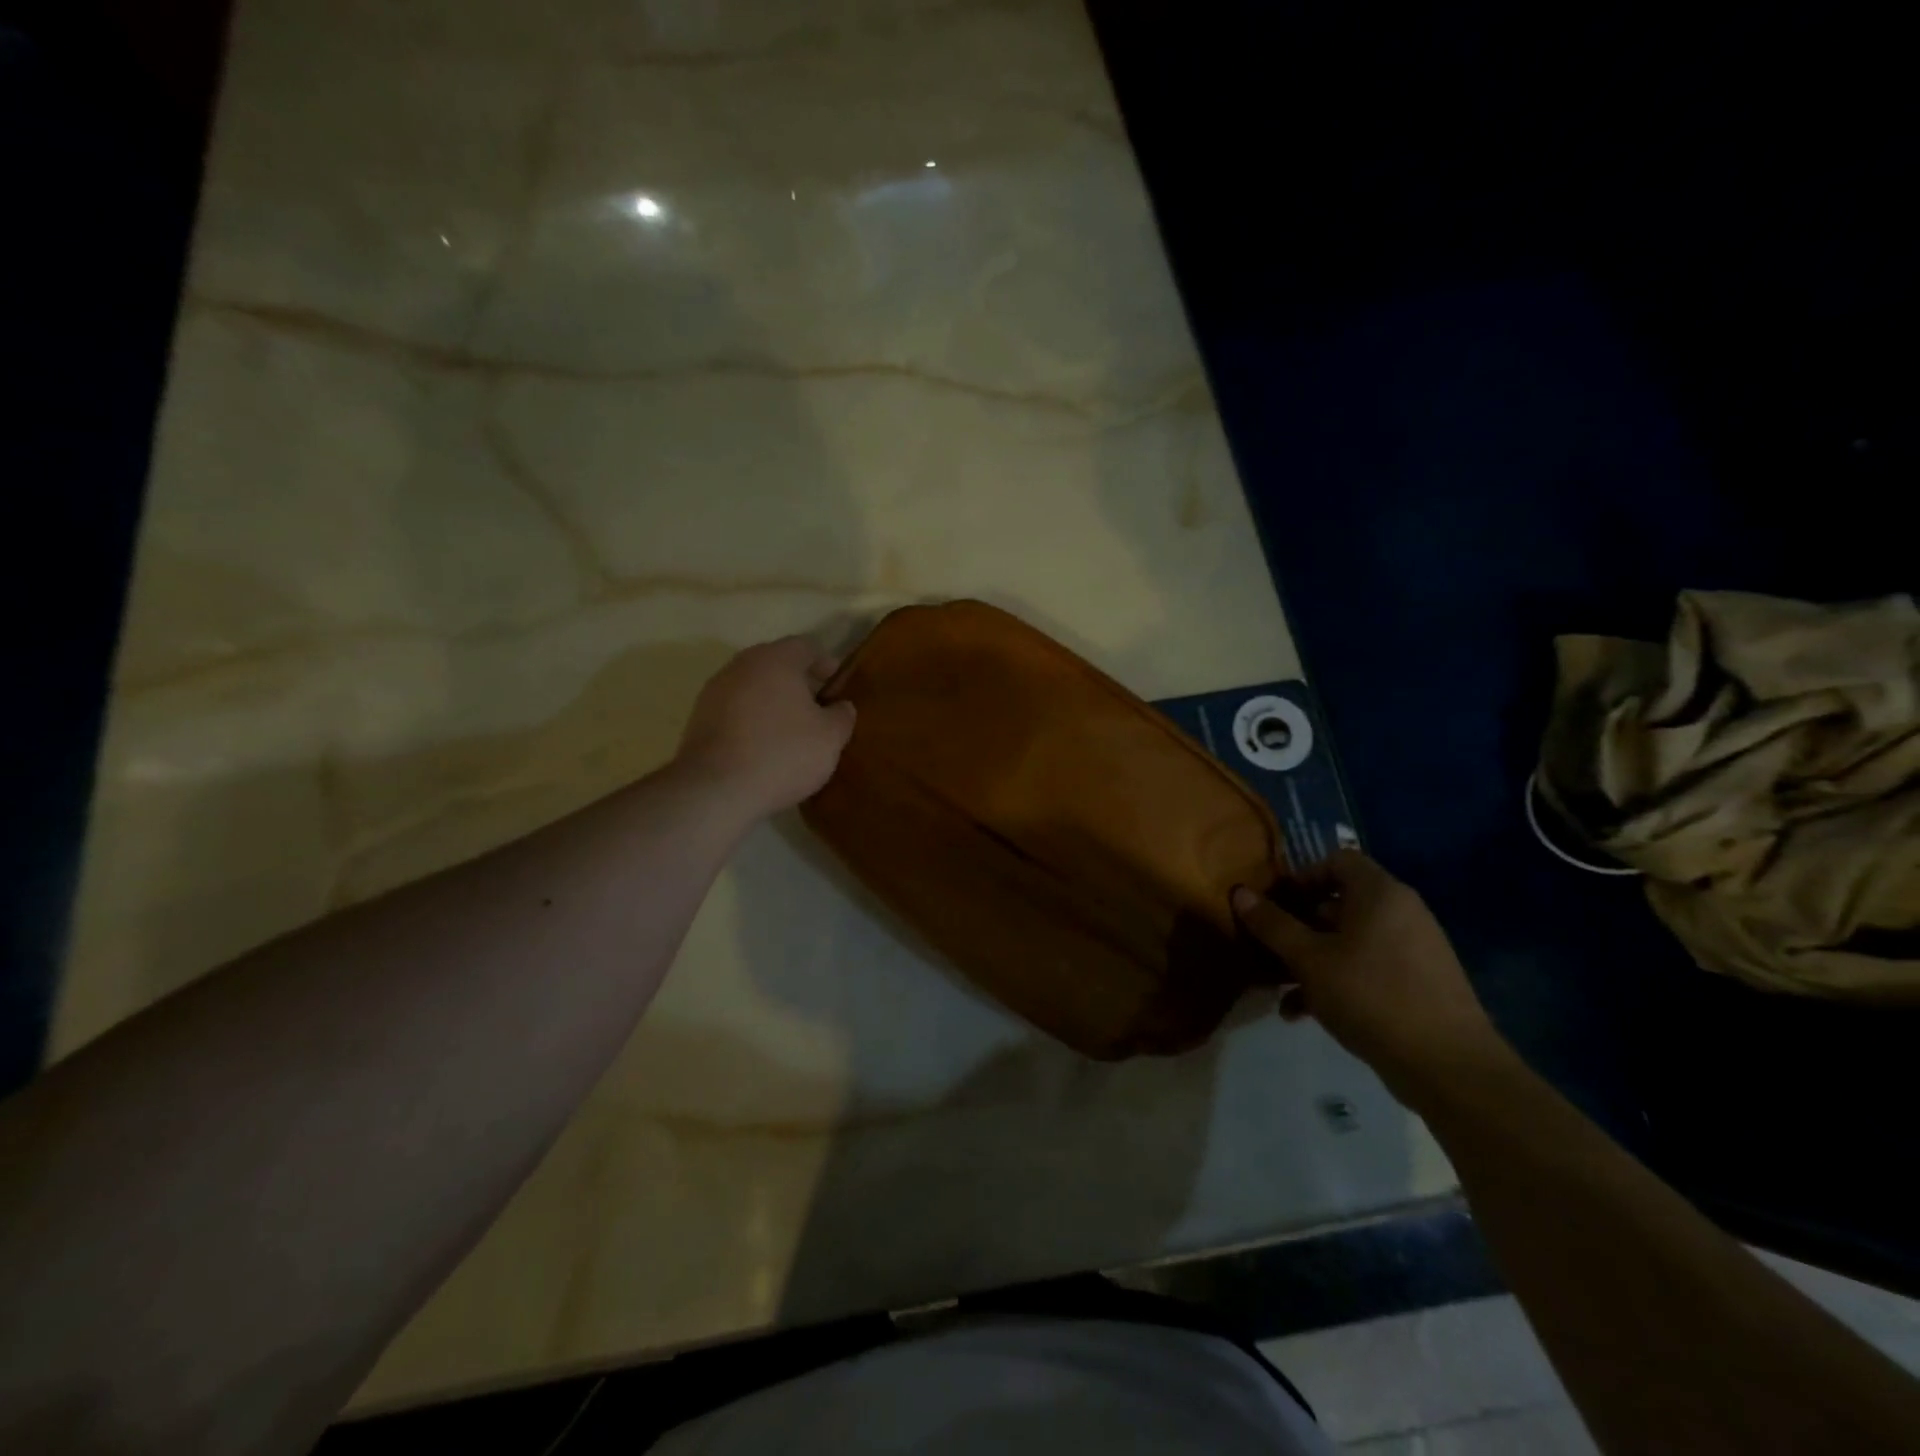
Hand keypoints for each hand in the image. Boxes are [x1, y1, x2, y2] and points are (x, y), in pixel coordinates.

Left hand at [675, 637, 856, 820]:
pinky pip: (735, 709)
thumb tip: (841, 706)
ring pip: (752, 686)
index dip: (825, 663)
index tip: (837, 685)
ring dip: (772, 700)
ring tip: (790, 728)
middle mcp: (742, 665)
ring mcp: (715, 690)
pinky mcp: (699, 717)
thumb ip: (842, 716)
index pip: (806, 647)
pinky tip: (763, 744)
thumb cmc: (783, 754)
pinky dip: (751, 718)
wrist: (716, 789)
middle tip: (817, 706)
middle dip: (797, 681)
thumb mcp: (830, 738)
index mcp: (776, 660)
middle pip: (775, 663)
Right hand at [1232, 851, 1508, 1106]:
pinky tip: (1306, 1014)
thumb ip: (1272, 925)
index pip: (1337, 860)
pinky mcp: (1420, 983)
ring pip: (1350, 941)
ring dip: (1312, 960)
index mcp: (1380, 894)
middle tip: (1270, 949)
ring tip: (1282, 991)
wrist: (1449, 1066)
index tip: (1276, 905)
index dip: (1302, 876)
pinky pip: (1369, 967)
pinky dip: (1338, 981)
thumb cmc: (1371, 995)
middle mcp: (1402, 912)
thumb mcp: (1309, 959)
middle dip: (1299, 926)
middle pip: (1340, 903)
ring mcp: (1415, 949)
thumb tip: (1239, 892)